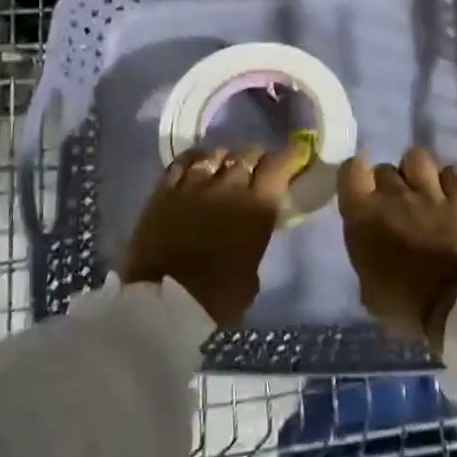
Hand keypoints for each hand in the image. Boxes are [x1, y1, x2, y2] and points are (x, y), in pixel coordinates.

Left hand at [123, 145, 306, 327]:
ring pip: (216, 153)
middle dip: (256, 159)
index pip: (279, 165)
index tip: (292, 156)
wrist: (163, 304)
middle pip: (248, 154)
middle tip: (256, 169)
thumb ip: (254, 243)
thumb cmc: (216, 298)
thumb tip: (250, 236)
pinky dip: (194, 160)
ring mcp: (194, 184)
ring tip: (223, 168)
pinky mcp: (165, 189)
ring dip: (225, 159)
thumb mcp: (251, 275)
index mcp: (257, 207)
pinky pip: (183, 161)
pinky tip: (195, 166)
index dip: (288, 156)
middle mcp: (229, 187)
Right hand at [337, 148, 456, 353]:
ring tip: (422, 190)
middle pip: (384, 168)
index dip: (356, 177)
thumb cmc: (406, 305)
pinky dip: (449, 180)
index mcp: (364, 216)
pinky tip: (449, 195)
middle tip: (395, 206)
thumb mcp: (369, 290)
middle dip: (387, 183)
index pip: (351, 170)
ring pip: (417, 156)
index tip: (362, 193)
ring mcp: (430, 193)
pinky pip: (451, 171)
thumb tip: (373, 249)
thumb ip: (367, 256)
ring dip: (417, 171)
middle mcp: (394, 196)